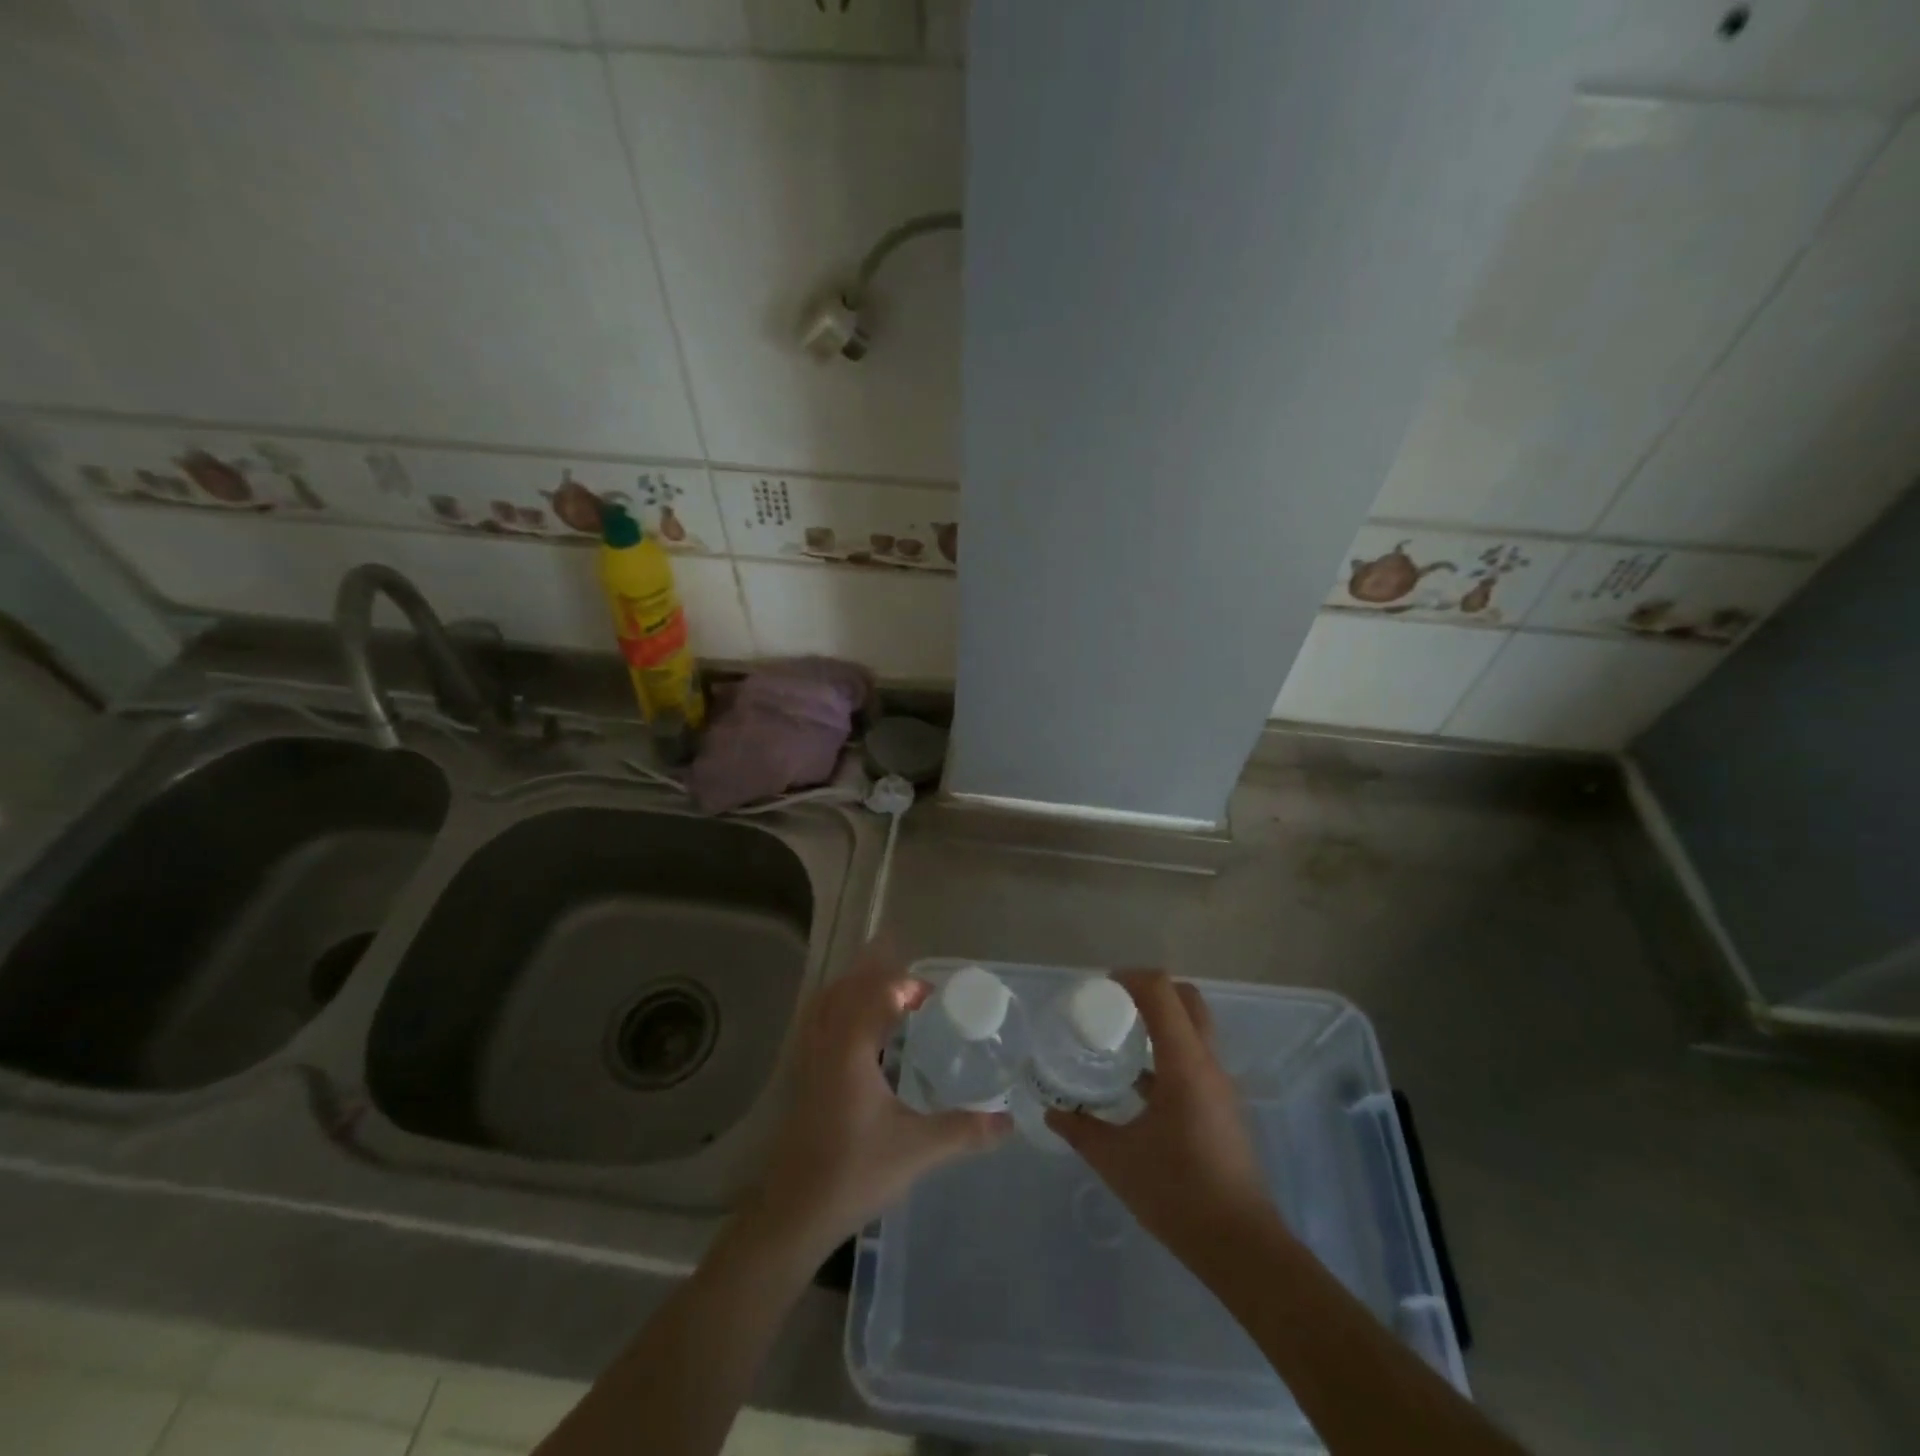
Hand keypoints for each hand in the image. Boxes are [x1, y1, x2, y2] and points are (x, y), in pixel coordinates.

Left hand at [749, 942, 1010, 1262]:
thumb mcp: (916, 1150)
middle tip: (915, 993)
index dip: (905, 984)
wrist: (793, 1214)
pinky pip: (818, 1024)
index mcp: (850, 1048)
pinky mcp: (801, 1079)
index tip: (934, 997)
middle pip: (848, 988)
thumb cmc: (854, 1173)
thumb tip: (1008, 1121)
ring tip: (889, 1003)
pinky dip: (840, 1013)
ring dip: (857, 992)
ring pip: (827, 1004)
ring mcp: (807, 1060)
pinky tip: (862, 1037)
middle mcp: (825, 1044)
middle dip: (880, 978)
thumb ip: (964, 1130)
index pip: (876, 992)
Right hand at [1046, 971, 1272, 1253]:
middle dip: (1150, 990)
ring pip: (1194, 1028)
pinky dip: (1168, 1050)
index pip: (1162, 992)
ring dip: (1162, 1020)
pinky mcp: (1222, 1106)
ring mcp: (1220, 1084)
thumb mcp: (1116, 1160)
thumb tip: (1053, 1112)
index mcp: (1184, 1063)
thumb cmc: (1177, 1193)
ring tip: (1121, 1038)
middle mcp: (1207, 1063)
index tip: (1101, 988)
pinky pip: (1195, 1057)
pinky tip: (1139, 1082)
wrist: (1239, 1245)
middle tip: (1114, 1005)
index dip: (1131, 977)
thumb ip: (1081, 1129)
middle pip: (1186, 999)